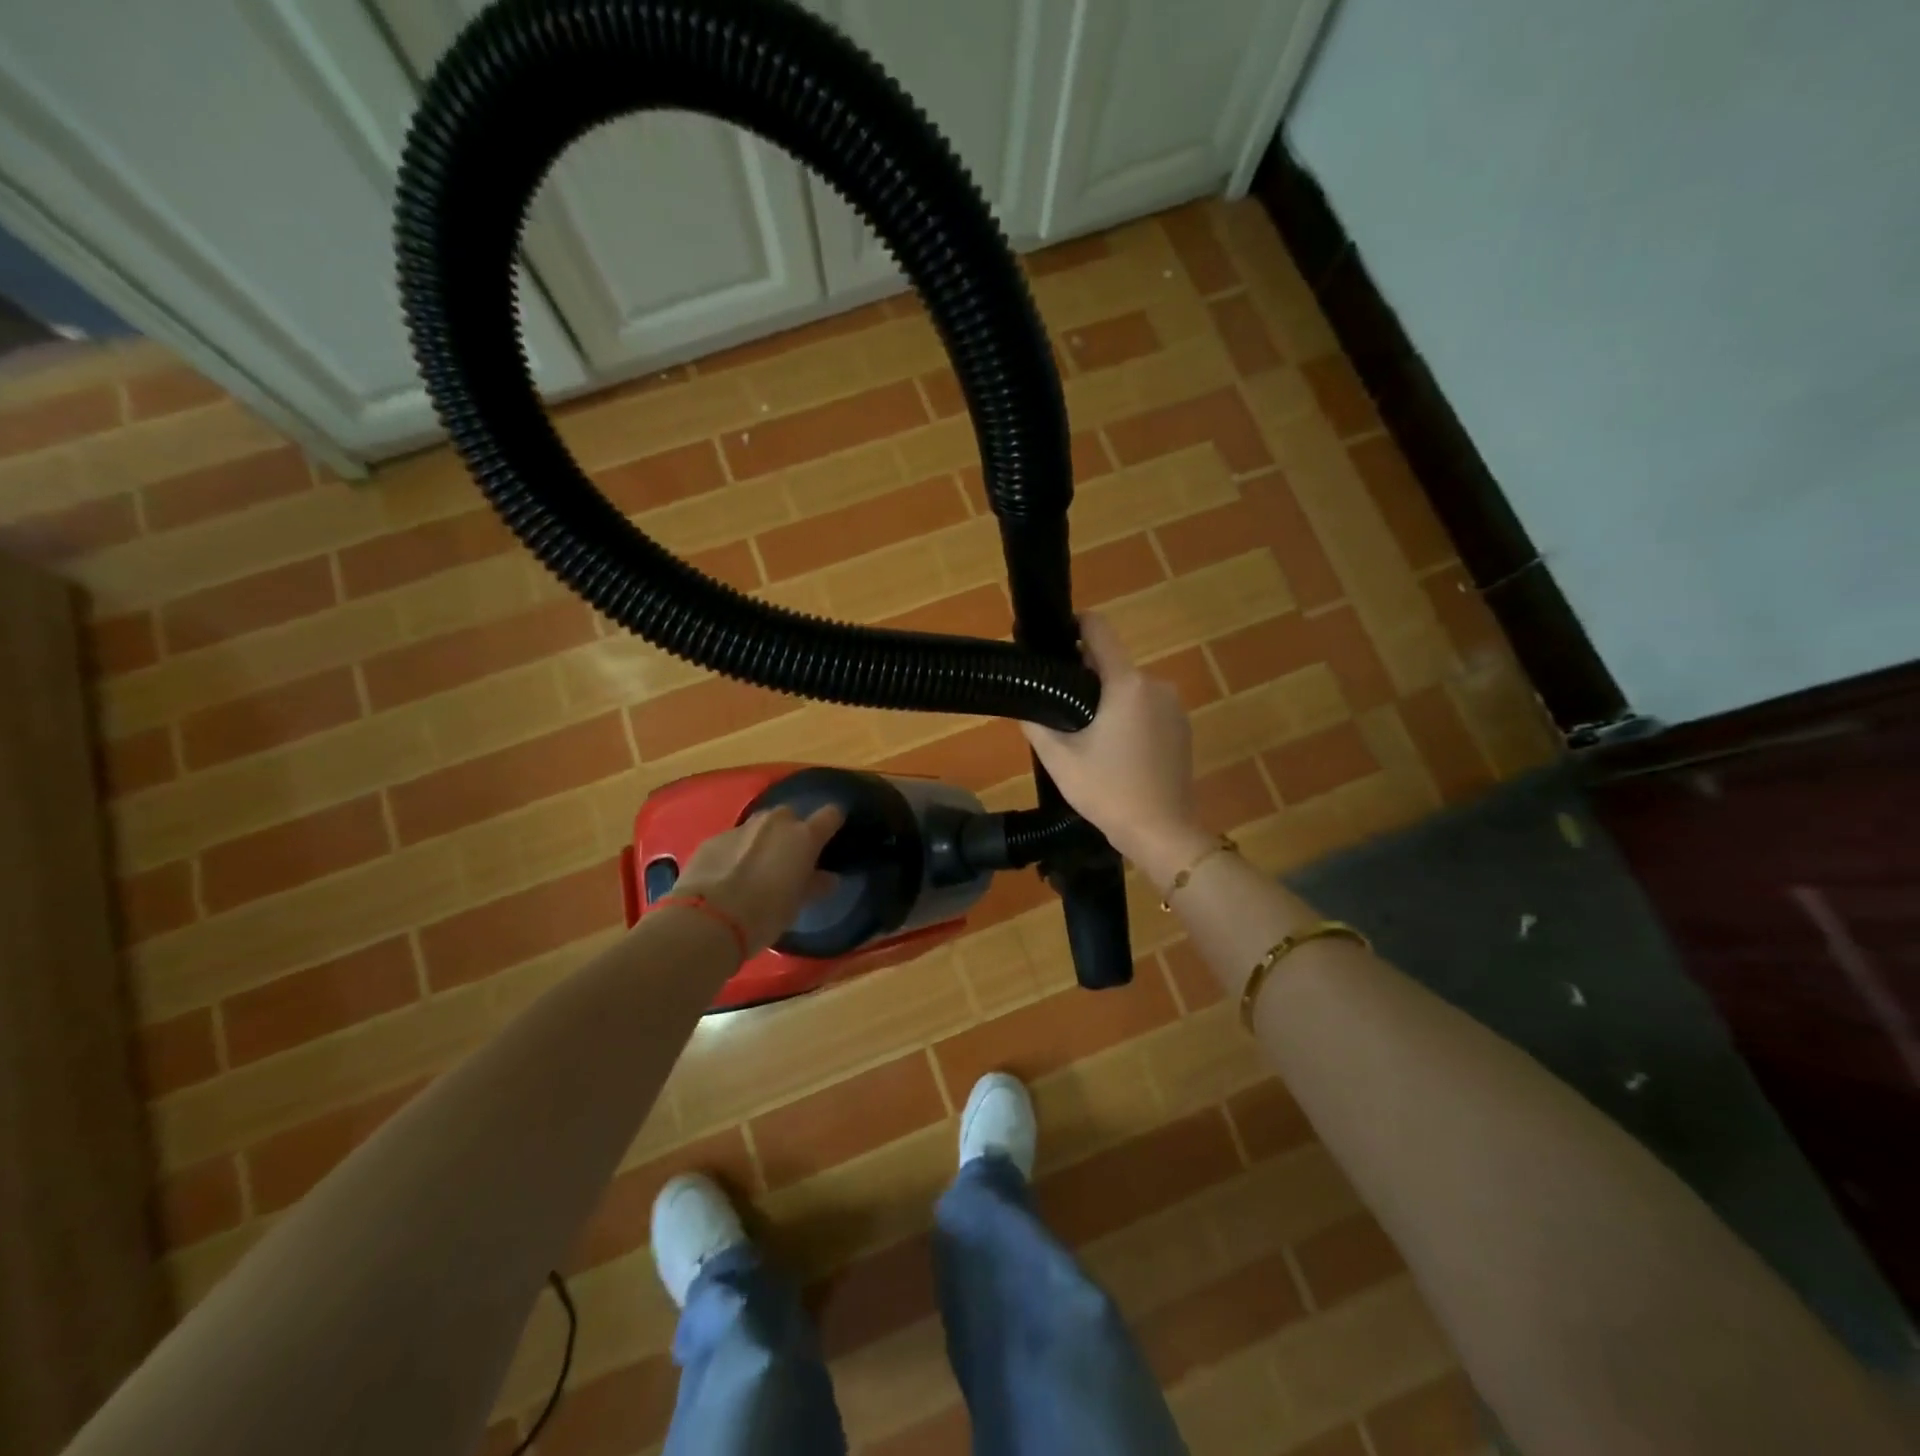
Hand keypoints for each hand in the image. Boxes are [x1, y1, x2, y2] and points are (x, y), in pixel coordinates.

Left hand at [670, 805, 843, 955]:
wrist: (707, 921)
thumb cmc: (765, 914)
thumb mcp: (798, 904)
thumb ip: (815, 885)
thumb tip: (828, 879)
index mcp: (803, 837)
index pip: (830, 815)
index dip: (831, 824)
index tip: (829, 838)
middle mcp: (774, 823)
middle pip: (790, 816)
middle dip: (790, 833)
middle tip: (786, 861)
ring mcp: (740, 828)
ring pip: (759, 827)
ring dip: (761, 841)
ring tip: (754, 869)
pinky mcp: (712, 839)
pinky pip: (732, 841)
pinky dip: (734, 853)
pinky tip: (726, 877)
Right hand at [1021, 613, 1205, 872]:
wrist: (1162, 832)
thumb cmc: (1108, 792)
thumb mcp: (1059, 759)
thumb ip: (1037, 722)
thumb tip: (1023, 701)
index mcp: (1126, 684)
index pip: (1100, 630)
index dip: (1075, 624)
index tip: (1054, 636)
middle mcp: (1155, 685)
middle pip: (1113, 663)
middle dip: (1086, 675)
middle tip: (1059, 703)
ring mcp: (1174, 706)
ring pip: (1130, 688)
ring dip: (1108, 699)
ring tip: (1086, 733)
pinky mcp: (1183, 727)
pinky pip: (1147, 707)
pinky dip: (1129, 716)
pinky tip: (1115, 748)